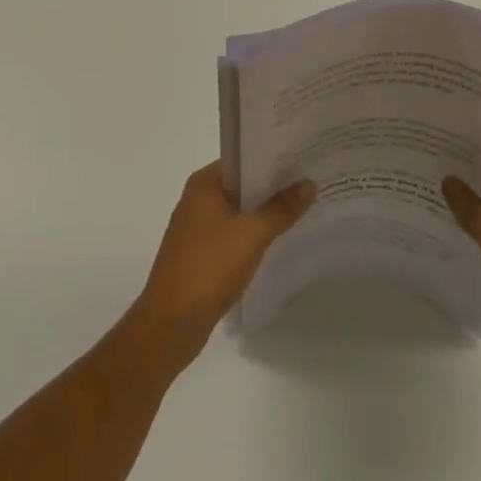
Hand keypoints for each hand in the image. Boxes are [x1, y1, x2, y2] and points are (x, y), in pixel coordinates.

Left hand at [130, 161, 314, 369]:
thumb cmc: (209, 267)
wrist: (171, 324)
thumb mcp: (252, 234)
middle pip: (242, 184)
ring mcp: (197, 228)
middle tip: (310, 180)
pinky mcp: (200, 254)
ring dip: (264, 211)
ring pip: (239, 210)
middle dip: (273, 185)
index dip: (272, 157)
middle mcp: (198, 198)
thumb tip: (309, 183)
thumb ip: (281, 208)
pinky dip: (253, 233)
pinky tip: (277, 239)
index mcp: (205, 183)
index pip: (243, 158)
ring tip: (301, 206)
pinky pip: (233, 233)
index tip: (302, 157)